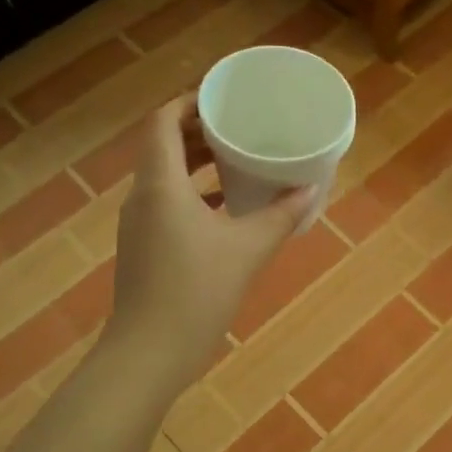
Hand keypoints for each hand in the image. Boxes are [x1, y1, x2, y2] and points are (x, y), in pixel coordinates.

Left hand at [104, 96, 313, 393]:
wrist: (149, 353)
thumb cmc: (196, 292)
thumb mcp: (248, 249)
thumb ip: (281, 215)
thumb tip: (312, 187)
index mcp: (161, 185)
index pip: (162, 122)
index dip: (189, 102)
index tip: (223, 99)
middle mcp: (143, 196)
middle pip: (163, 146)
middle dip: (198, 131)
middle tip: (238, 125)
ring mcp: (140, 224)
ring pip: (165, 177)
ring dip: (197, 163)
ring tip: (238, 160)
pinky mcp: (144, 248)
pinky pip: (168, 203)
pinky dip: (194, 193)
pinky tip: (228, 208)